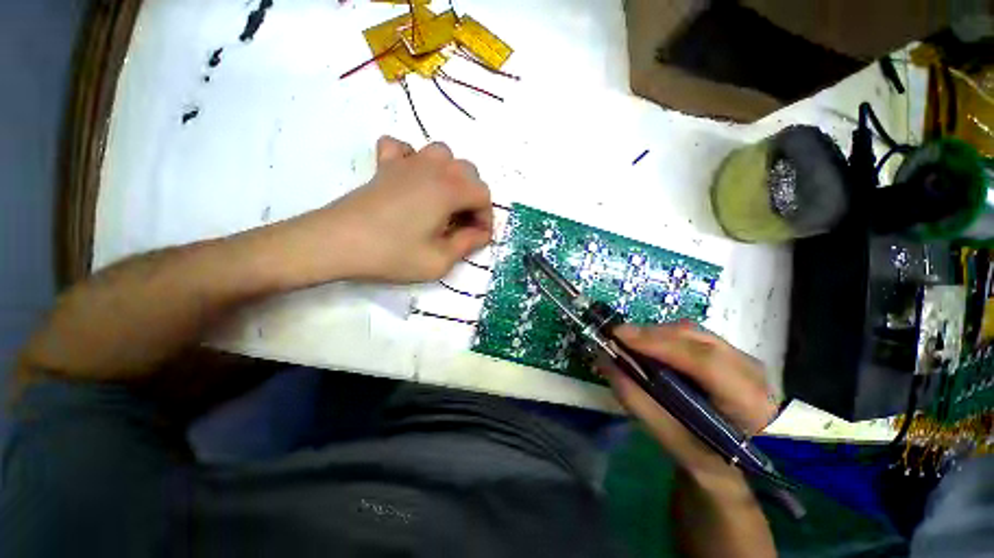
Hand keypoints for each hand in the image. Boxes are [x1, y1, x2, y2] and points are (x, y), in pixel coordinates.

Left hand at [279, 136, 492, 284]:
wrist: (337, 243)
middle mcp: (432, 168)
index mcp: (449, 189)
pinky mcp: (384, 166)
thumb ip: (467, 244)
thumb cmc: (392, 254)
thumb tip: (480, 234)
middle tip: (461, 224)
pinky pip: (404, 149)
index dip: (486, 218)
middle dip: (472, 198)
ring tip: (443, 200)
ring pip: (442, 154)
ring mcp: (406, 162)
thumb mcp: (439, 260)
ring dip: (450, 176)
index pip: (483, 195)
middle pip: (468, 172)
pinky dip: (414, 160)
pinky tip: (411, 179)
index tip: (477, 238)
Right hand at [599, 322, 776, 479]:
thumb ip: (640, 403)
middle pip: (695, 338)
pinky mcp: (732, 353)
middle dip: (650, 334)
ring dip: (655, 334)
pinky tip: (649, 349)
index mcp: (751, 404)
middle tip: (616, 339)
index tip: (618, 336)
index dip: (659, 344)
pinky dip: (664, 337)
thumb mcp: (676, 444)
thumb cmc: (715, 462)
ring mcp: (744, 358)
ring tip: (628, 344)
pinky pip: (692, 336)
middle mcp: (752, 371)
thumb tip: (605, 364)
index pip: (705, 362)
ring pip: (692, 332)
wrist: (755, 465)